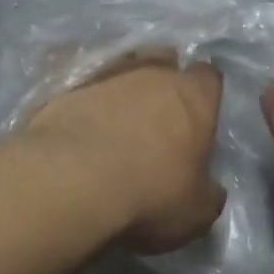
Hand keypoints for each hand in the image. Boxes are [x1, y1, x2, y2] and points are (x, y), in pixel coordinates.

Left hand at [24, 53, 225, 253]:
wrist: (70, 181)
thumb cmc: (150, 193)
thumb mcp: (196, 212)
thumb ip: (208, 193)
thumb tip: (209, 188)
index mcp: (194, 96)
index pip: (209, 78)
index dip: (205, 96)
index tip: (199, 118)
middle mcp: (153, 73)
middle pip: (164, 62)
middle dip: (163, 82)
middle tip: (158, 116)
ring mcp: (105, 74)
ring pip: (122, 68)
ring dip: (122, 89)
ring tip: (115, 120)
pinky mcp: (64, 87)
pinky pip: (83, 86)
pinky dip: (86, 101)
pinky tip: (81, 126)